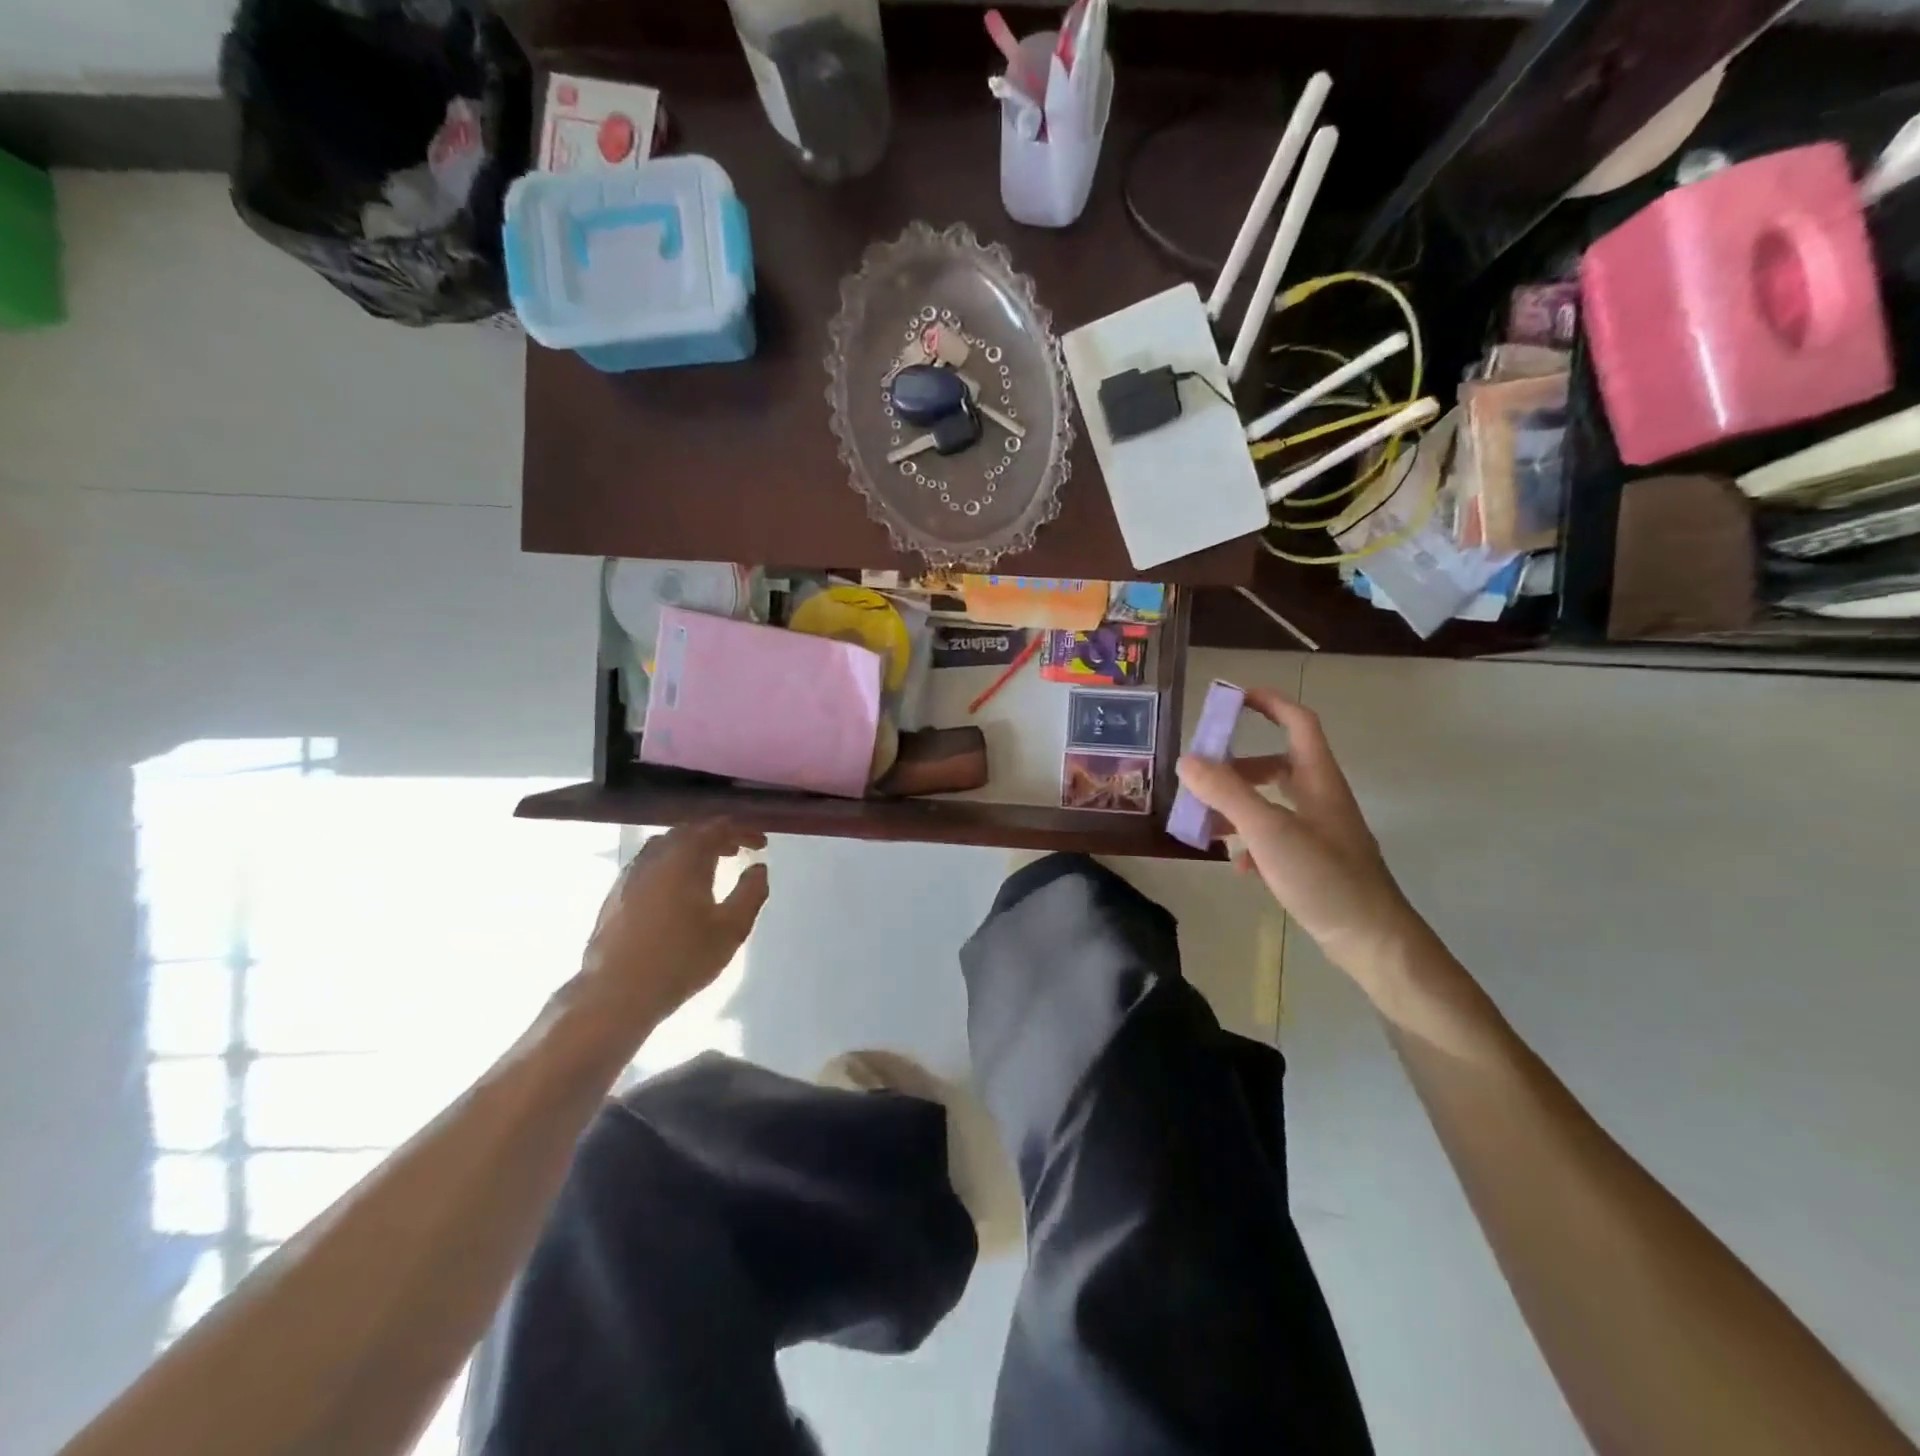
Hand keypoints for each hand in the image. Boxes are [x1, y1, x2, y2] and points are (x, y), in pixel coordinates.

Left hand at [574, 821, 769, 1043]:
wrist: (615, 994)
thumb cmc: (681, 959)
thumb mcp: (731, 929)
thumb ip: (751, 893)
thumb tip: (758, 867)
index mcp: (686, 857)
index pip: (718, 828)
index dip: (744, 831)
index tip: (762, 843)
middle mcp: (656, 855)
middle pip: (690, 831)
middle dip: (718, 836)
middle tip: (739, 850)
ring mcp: (631, 873)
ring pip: (666, 845)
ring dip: (692, 848)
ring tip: (710, 865)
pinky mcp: (615, 892)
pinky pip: (650, 862)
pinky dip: (671, 862)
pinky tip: (678, 887)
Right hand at [1176, 689, 1427, 983]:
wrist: (1372, 940)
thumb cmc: (1324, 876)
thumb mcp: (1268, 830)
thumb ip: (1227, 793)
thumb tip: (1187, 759)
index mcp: (1318, 779)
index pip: (1297, 722)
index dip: (1268, 703)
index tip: (1231, 697)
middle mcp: (1321, 798)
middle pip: (1276, 764)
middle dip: (1236, 767)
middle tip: (1201, 775)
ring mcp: (1320, 831)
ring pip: (1272, 803)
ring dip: (1238, 806)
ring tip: (1206, 823)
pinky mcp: (1316, 861)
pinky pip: (1276, 837)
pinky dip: (1252, 842)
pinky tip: (1238, 864)